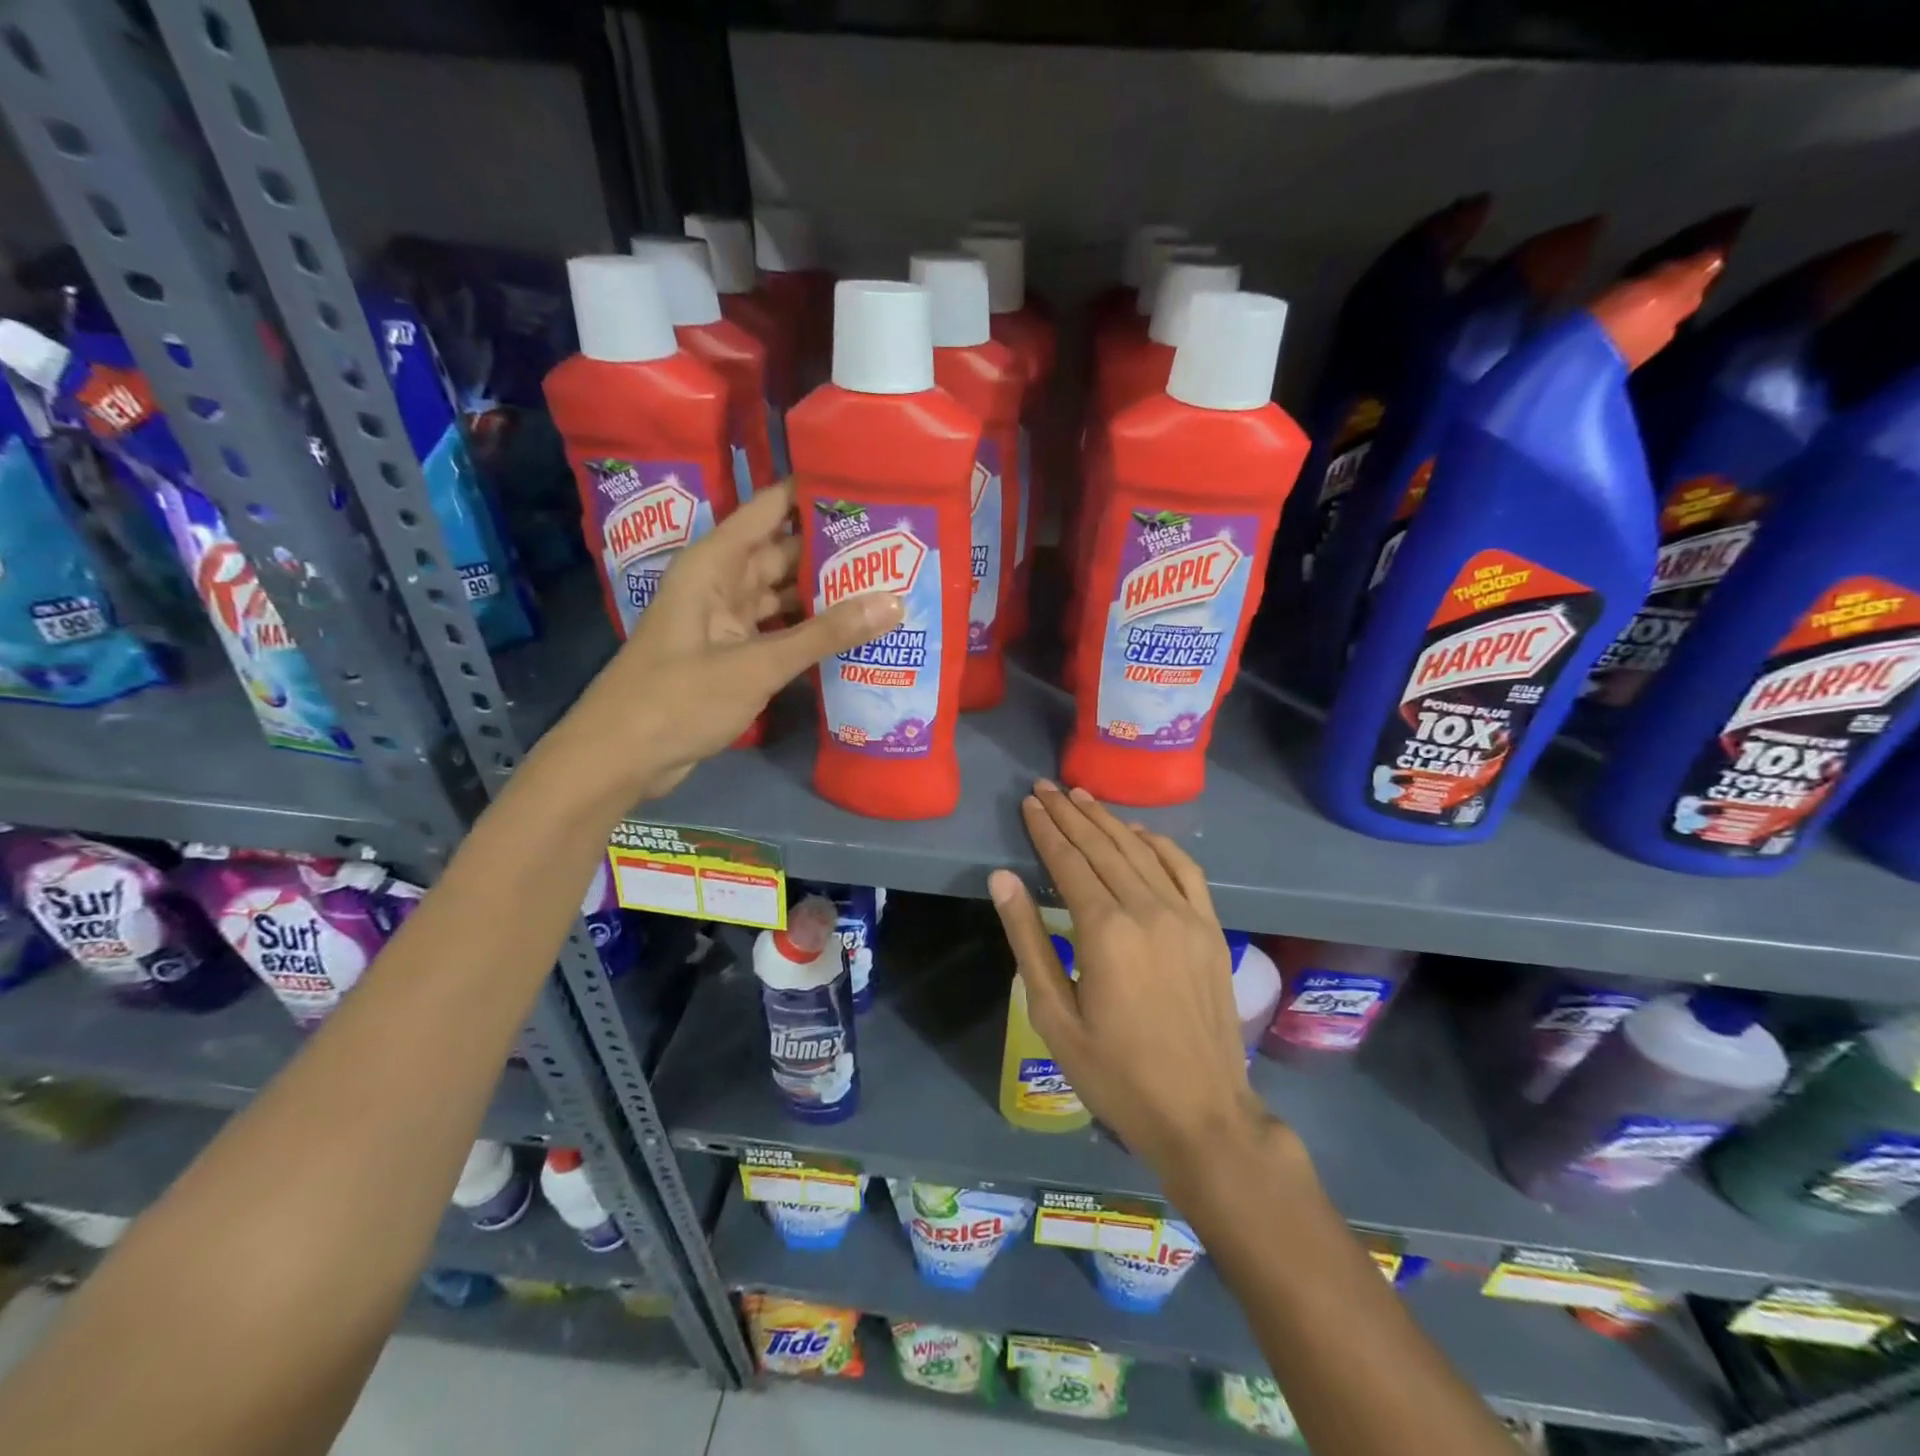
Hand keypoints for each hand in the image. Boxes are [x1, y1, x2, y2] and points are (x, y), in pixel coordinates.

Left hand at [554, 482, 901, 803]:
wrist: (621, 758)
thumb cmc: (679, 699)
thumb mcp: (756, 664)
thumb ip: (824, 634)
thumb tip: (894, 601)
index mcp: (714, 564)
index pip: (769, 509)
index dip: (813, 493)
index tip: (868, 487)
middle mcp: (720, 583)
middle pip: (783, 553)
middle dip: (833, 550)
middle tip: (896, 546)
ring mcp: (726, 621)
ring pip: (783, 595)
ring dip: (826, 594)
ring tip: (886, 585)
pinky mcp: (732, 655)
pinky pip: (779, 631)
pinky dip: (810, 632)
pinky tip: (852, 634)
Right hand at [988, 782, 1278, 1179]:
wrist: (1203, 1114)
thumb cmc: (1116, 1074)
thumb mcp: (1054, 1016)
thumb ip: (1028, 940)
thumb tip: (1003, 879)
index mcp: (1105, 931)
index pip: (1068, 862)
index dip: (1045, 830)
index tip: (1029, 803)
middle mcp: (1147, 909)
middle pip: (1102, 847)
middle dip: (1070, 814)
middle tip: (1045, 787)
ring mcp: (1185, 915)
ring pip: (1139, 850)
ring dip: (1107, 820)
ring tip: (1080, 796)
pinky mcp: (1210, 928)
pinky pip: (1184, 869)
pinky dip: (1158, 843)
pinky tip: (1138, 832)